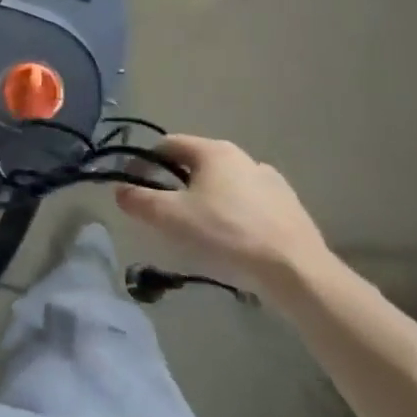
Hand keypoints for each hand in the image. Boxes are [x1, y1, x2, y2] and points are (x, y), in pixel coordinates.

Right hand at [113, 135, 333, 298]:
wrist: (297, 272)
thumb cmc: (227, 234)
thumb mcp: (171, 217)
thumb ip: (139, 200)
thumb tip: (120, 190)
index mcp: (213, 151)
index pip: (167, 145)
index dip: (144, 162)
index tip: (135, 186)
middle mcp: (243, 158)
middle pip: (196, 164)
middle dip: (175, 183)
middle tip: (164, 212)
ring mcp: (272, 182)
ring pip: (224, 185)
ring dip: (206, 199)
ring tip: (199, 230)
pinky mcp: (291, 208)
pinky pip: (249, 204)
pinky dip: (234, 215)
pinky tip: (233, 241)